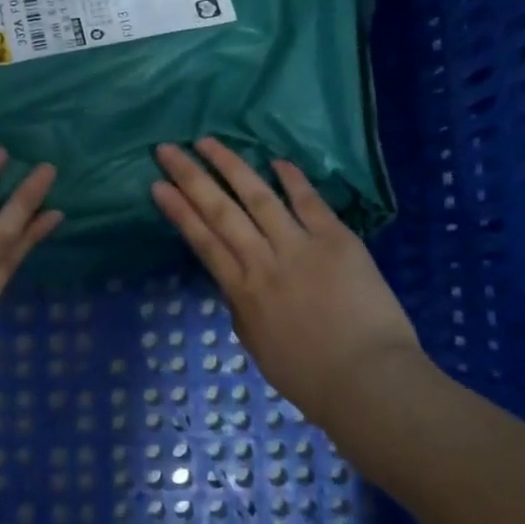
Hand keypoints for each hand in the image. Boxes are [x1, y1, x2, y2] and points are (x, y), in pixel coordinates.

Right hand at [151, 138, 420, 428]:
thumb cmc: (308, 377)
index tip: (157, 186)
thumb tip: (237, 282)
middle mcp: (263, 262)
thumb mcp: (257, 344)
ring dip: (231, 167)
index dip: (178, 211)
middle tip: (168, 149)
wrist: (367, 381)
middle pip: (220, 212)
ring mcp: (300, 247)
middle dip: (191, 178)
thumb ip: (242, 307)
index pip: (202, 241)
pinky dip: (292, 180)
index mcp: (242, 293)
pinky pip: (310, 203)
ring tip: (208, 142)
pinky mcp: (337, 241)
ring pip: (258, 197)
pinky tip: (275, 160)